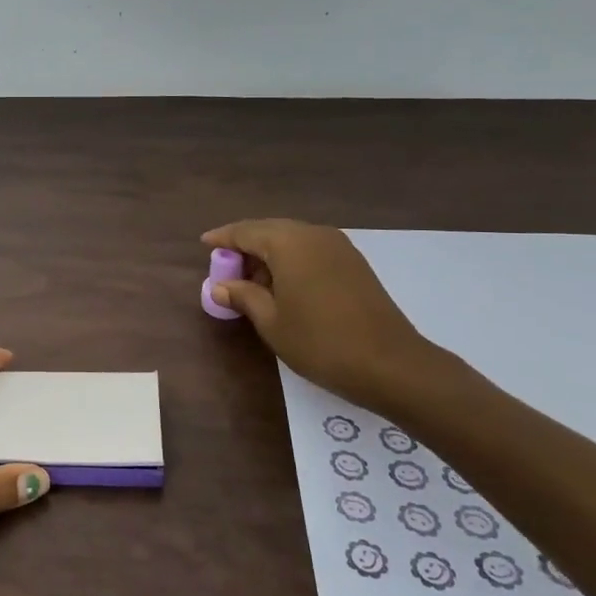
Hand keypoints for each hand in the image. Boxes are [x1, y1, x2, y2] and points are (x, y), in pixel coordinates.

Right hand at [203, 220, 444, 407]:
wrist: (392, 364)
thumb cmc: (321, 342)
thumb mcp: (272, 322)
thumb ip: (243, 297)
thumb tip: (220, 286)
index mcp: (289, 243)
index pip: (246, 231)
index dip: (223, 238)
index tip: (204, 244)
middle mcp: (313, 234)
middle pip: (270, 230)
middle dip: (246, 246)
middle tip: (226, 268)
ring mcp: (338, 246)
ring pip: (292, 239)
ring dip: (269, 254)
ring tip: (252, 281)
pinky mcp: (354, 263)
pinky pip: (311, 250)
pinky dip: (291, 261)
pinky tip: (283, 285)